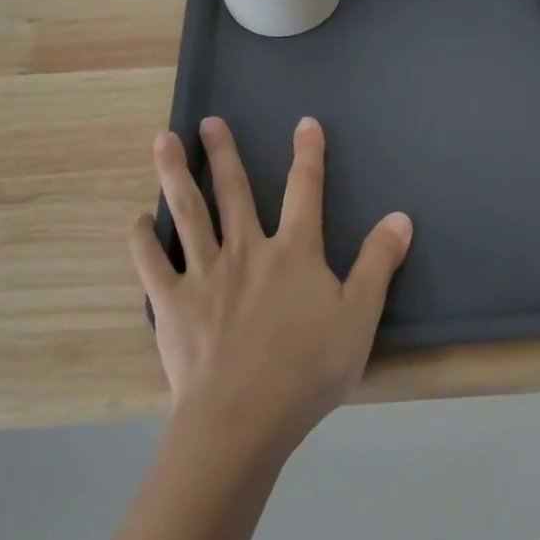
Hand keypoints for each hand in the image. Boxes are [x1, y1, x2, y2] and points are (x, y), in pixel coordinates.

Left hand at [129, 115, 412, 454]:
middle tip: (209, 121)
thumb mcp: (359, 317)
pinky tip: (138, 219)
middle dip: (224, 153)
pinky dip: (143, 239)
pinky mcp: (173, 303)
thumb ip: (378, 264)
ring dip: (176, 174)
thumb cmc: (307, 369)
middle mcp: (246, 250)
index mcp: (293, 252)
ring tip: (163, 141)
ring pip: (189, 213)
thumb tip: (400, 217)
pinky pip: (152, 263)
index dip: (308, 154)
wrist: (243, 418)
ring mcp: (205, 274)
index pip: (304, 190)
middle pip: (234, 191)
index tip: (305, 123)